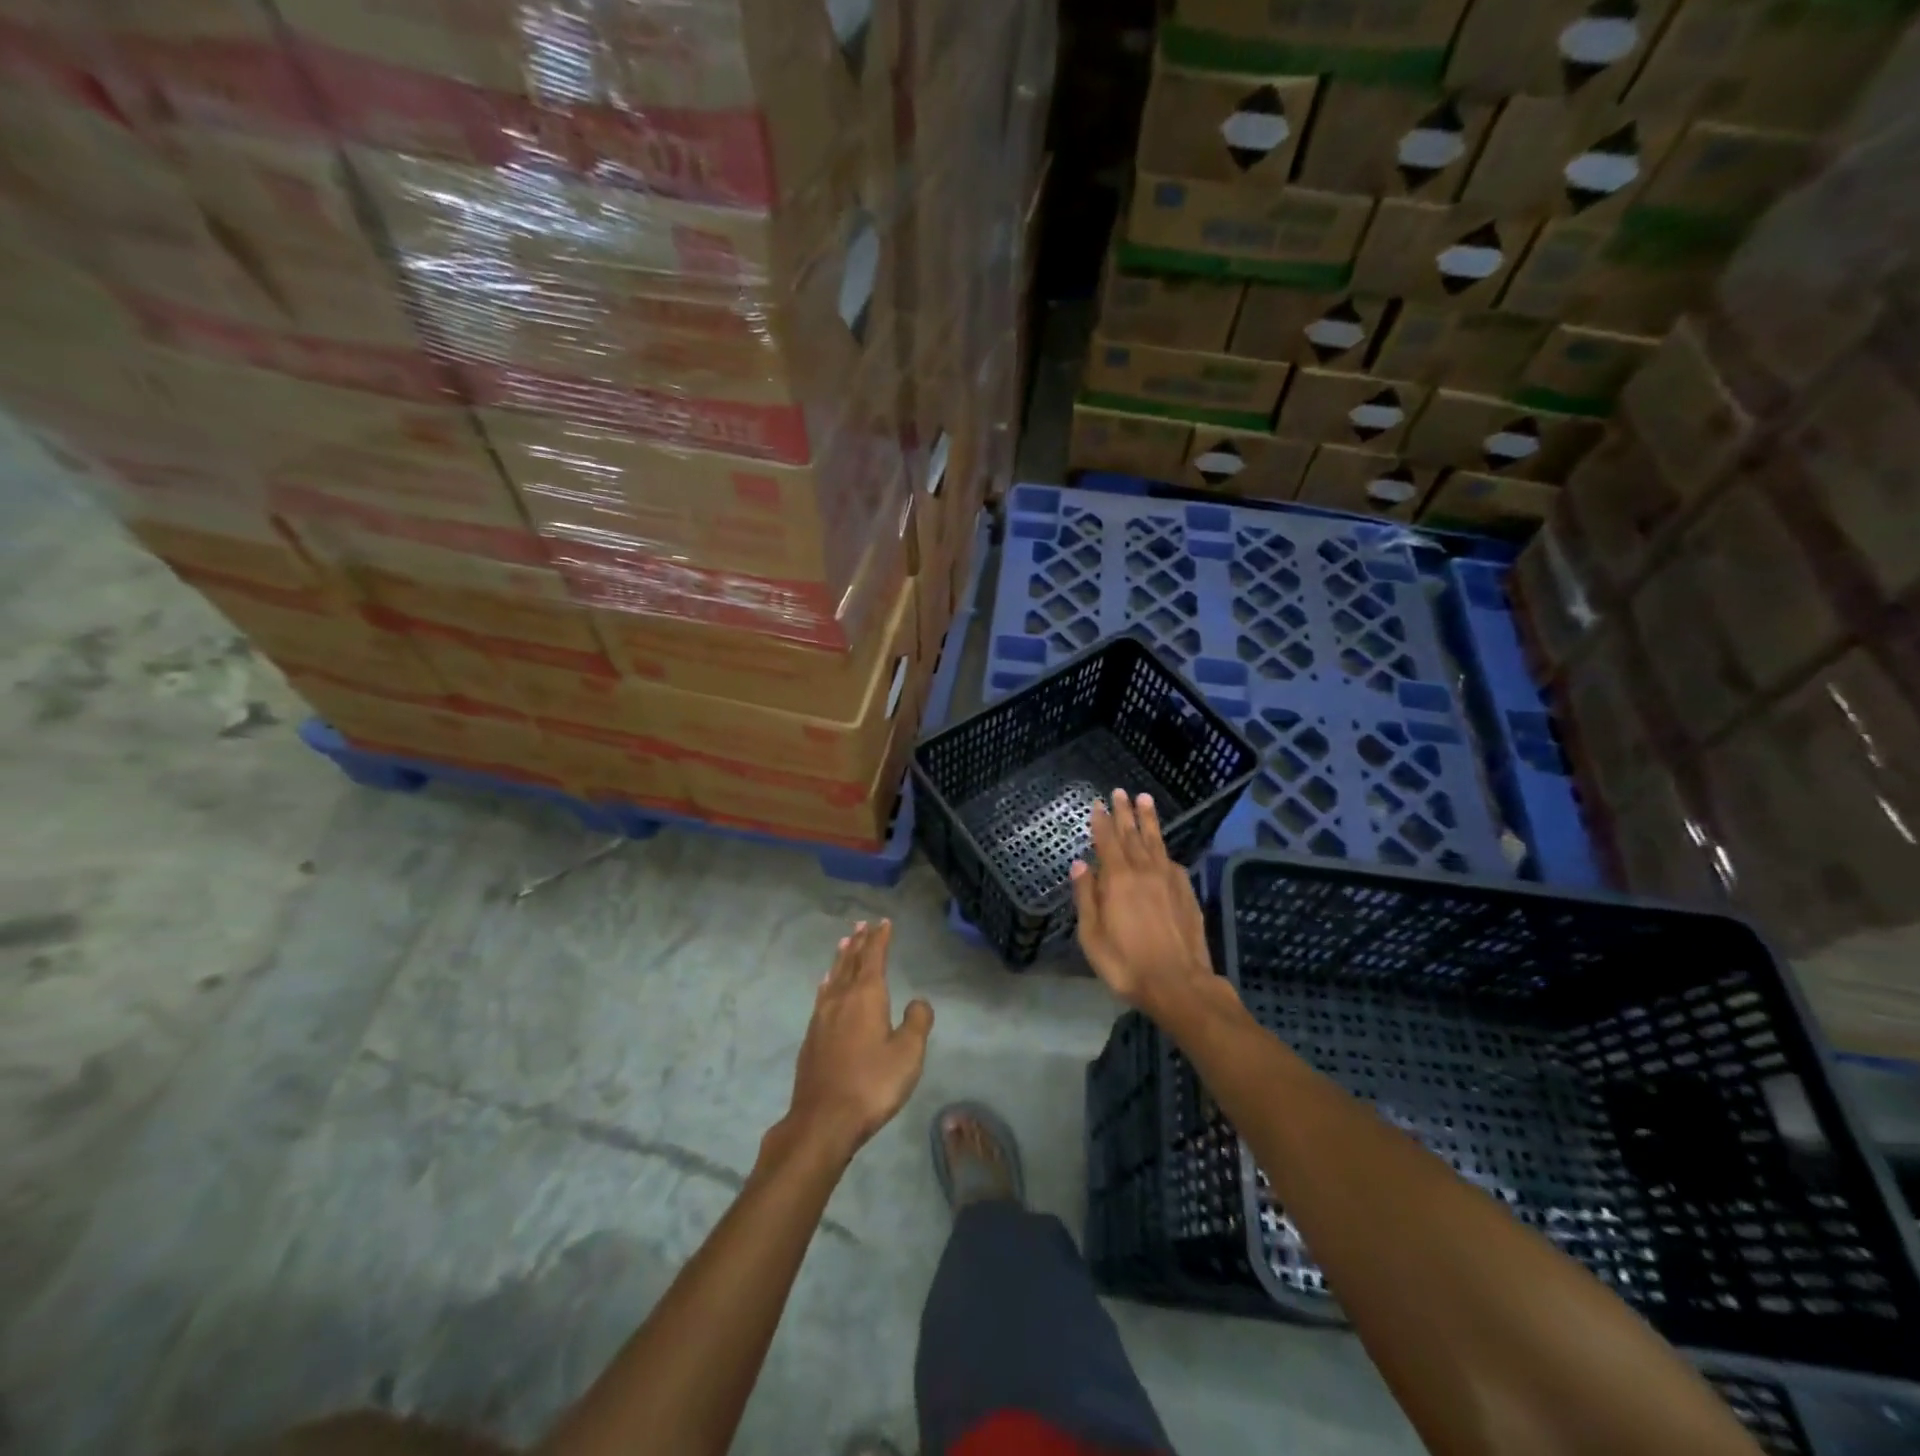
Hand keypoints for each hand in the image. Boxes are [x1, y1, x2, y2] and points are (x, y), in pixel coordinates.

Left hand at [785, 919, 932, 1161]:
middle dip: (859, 942)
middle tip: (862, 924)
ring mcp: (822, 1017)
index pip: (874, 957)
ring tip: (845, 942)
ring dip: (842, 957)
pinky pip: (823, 994)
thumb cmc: (872, 1084)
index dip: (880, 938)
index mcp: (866, 996)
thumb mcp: (908, 1054)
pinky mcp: (812, 1036)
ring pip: (834, 976)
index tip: (884, 922)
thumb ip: (917, 1022)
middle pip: (851, 961)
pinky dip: (829, 981)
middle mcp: (841, 998)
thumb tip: (917, 1001)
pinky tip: (827, 984)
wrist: (823, 1120)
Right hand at [1071, 790, 1219, 1018]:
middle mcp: (1144, 870)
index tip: (1098, 804)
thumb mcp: (1092, 935)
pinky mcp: (1186, 891)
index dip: (1101, 821)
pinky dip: (1164, 849)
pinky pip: (1171, 861)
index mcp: (1117, 878)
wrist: (1179, 983)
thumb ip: (1086, 896)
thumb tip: (1079, 864)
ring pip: (1156, 841)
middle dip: (1125, 812)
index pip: (1106, 840)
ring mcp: (1169, 879)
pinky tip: (1162, 848)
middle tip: (1121, 792)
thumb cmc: (1126, 963)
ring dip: (1149, 820)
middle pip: (1132, 834)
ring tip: (1145, 800)